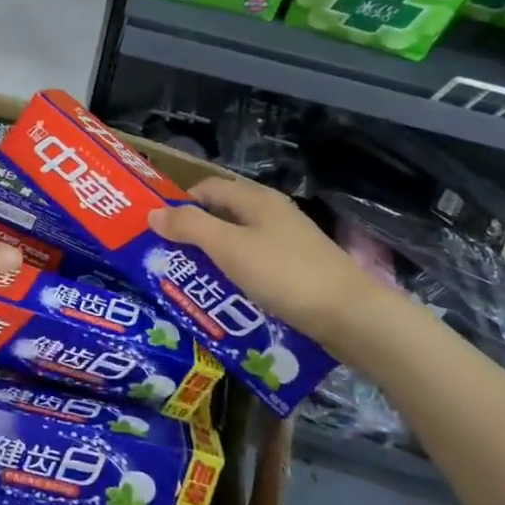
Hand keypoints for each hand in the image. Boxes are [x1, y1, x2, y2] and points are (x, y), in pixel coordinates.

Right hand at [147, 177, 381, 356]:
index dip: (180, 204)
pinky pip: (256, 265)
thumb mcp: (228, 248)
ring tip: (192, 283)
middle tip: (168, 260)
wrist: (351, 316)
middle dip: (194, 235)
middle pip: (223, 215)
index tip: (157, 231)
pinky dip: (237, 276)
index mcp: (256, 199)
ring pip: (239, 242)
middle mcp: (273, 213)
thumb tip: (153, 213)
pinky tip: (229, 298)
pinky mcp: (299, 268)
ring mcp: (289, 241)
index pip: (207, 188)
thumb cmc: (284, 274)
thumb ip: (189, 227)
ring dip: (214, 258)